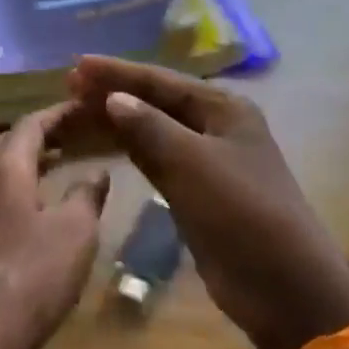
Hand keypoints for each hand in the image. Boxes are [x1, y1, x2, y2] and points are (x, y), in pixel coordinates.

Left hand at [0, 103, 109, 348]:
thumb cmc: (34, 274)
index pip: (30, 124)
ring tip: (61, 160)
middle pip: (9, 144)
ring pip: (1, 172)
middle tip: (73, 129)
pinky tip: (39, 206)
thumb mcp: (75, 231)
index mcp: (6, 170)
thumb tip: (95, 172)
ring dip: (29, 160)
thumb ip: (86, 195)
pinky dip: (21, 187)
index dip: (58, 112)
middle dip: (41, 132)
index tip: (84, 105)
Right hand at [69, 56, 348, 348]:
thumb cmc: (239, 211)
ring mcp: (204, 162)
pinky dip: (127, 151)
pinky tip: (102, 146)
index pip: (160, 81)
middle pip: (154, 103)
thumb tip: (114, 98)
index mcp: (223, 109)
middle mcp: (214, 128)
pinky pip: (153, 161)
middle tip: (69, 89)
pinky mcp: (193, 192)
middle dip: (113, 94)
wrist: (279, 282)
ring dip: (116, 122)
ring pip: (151, 132)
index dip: (117, 72)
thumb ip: (149, 126)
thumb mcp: (192, 162)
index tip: (76, 66)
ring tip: (76, 114)